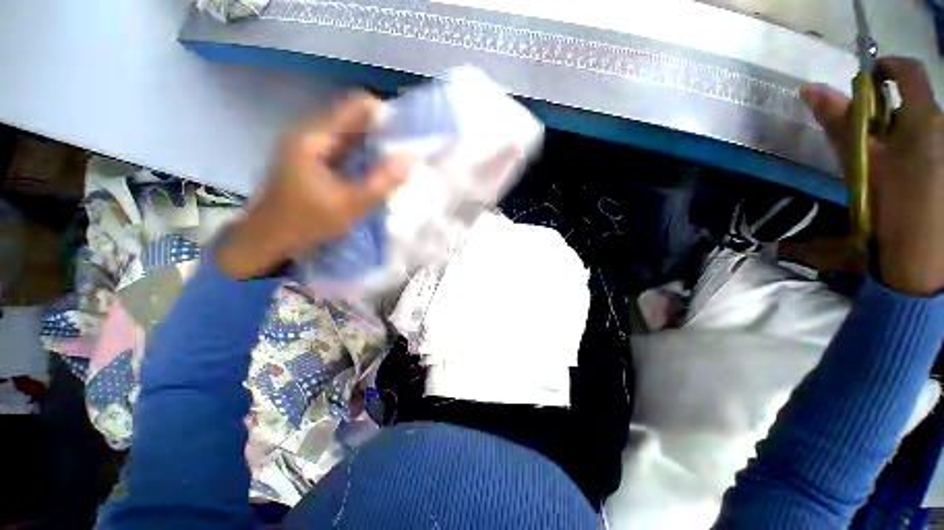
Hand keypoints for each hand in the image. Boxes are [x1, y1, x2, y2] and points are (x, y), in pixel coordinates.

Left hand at [216, 92, 411, 278]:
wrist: (267, 238)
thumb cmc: (306, 221)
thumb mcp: (350, 204)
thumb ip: (382, 182)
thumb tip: (410, 160)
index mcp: (315, 136)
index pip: (356, 106)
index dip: (384, 113)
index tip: (408, 130)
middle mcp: (309, 132)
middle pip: (352, 117)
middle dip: (382, 129)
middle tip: (407, 146)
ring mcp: (307, 145)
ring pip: (347, 133)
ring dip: (372, 141)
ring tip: (397, 155)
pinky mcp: (309, 158)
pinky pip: (341, 146)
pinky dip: (360, 152)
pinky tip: (376, 165)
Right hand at [801, 57, 943, 295]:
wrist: (922, 255)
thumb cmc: (892, 205)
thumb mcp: (861, 162)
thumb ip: (839, 122)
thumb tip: (809, 89)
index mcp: (923, 119)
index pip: (906, 71)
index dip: (884, 67)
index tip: (864, 80)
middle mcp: (941, 125)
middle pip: (911, 100)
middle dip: (885, 109)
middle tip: (864, 134)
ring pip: (918, 123)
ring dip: (895, 130)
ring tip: (879, 159)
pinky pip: (927, 142)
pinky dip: (907, 147)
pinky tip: (898, 172)